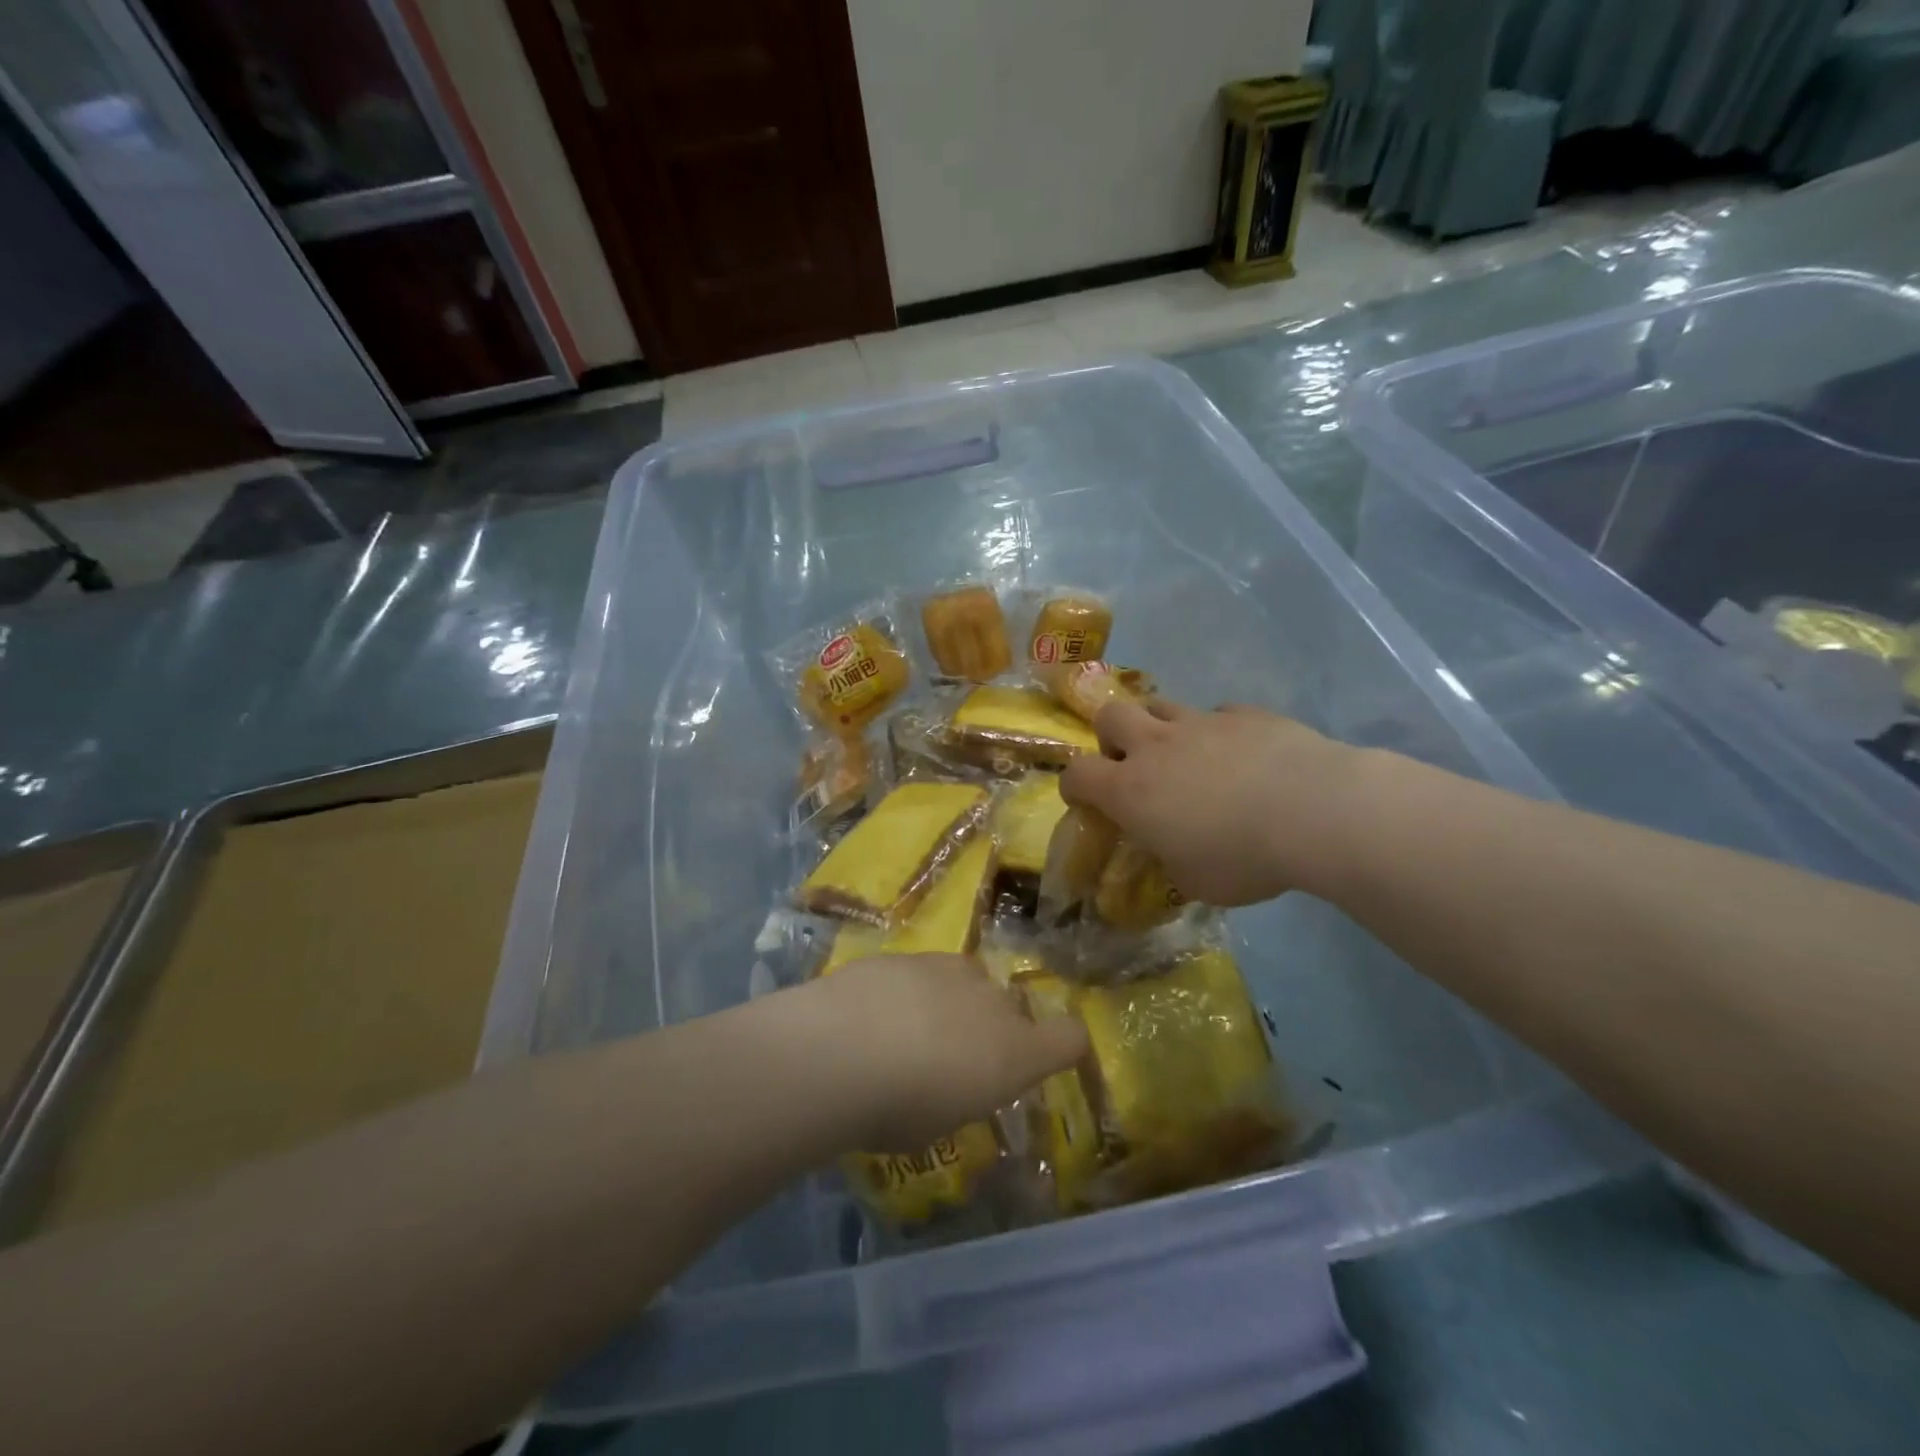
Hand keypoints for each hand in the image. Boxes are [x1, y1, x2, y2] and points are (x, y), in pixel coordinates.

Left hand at [803, 954, 1088, 1150]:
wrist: (837, 1050)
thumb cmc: (897, 1110)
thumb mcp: (943, 1123)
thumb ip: (964, 1091)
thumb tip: (956, 1078)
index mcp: (1014, 1052)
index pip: (1069, 1038)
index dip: (1061, 1046)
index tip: (1043, 1058)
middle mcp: (992, 1001)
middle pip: (1010, 1007)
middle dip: (991, 1026)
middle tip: (951, 1056)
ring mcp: (949, 969)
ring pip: (968, 981)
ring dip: (952, 1001)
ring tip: (908, 1031)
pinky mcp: (908, 954)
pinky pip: (926, 972)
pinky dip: (912, 989)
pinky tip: (874, 1012)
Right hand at [1060, 702, 1360, 905]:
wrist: (1315, 811)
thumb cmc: (1243, 857)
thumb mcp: (1194, 880)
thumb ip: (1169, 859)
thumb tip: (1170, 851)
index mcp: (1131, 790)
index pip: (1077, 774)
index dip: (1074, 785)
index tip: (1084, 800)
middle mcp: (1156, 746)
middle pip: (1110, 716)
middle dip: (1111, 737)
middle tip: (1133, 764)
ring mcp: (1200, 723)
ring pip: (1160, 705)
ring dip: (1160, 727)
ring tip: (1185, 755)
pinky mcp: (1244, 714)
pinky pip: (1218, 714)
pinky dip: (1218, 732)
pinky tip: (1241, 755)